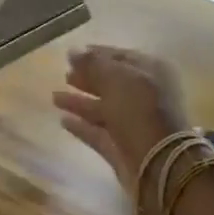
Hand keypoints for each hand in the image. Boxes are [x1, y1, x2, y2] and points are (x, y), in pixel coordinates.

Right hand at [53, 45, 194, 190]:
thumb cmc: (140, 109)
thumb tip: (72, 51)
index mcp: (151, 72)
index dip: (96, 54)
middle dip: (87, 78)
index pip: (121, 57)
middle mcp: (144, 96)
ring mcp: (133, 123)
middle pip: (111, 83)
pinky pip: (98, 132)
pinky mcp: (122, 148)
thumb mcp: (116, 78)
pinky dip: (82, 126)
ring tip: (54, 96)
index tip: (72, 54)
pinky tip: (63, 120)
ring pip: (103, 108)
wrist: (159, 163)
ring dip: (80, 102)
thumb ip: (92, 64)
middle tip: (64, 74)